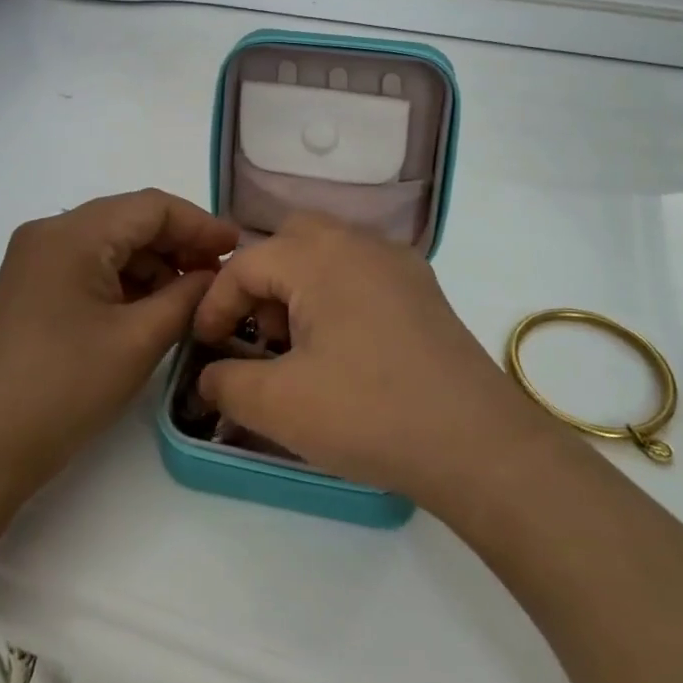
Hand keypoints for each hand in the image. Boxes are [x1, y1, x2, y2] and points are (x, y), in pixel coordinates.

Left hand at [0, 189, 239, 510]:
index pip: (151, 207)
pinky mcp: (30, 289)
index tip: (238, 247)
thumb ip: (186, 297)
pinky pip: (90, 267)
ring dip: (154, 264)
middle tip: (219, 274)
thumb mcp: (137, 341)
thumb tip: (214, 275)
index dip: (200, 223)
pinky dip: (126, 281)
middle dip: (178, 243)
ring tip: (191, 297)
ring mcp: (34, 261)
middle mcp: (49, 234)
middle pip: (129, 220)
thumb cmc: (62, 390)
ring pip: (110, 244)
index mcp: (72, 234)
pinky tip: (151, 308)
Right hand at [189, 215, 539, 509]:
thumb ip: (226, 382)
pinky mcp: (423, 289)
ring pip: (329, 252)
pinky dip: (337, 294)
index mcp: (319, 257)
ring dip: (300, 286)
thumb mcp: (278, 405)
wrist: (475, 441)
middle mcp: (359, 244)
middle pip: (290, 240)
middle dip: (261, 281)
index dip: (215, 302)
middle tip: (258, 333)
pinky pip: (363, 272)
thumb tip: (208, 375)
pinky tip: (344, 347)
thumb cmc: (368, 413)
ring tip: (298, 346)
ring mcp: (398, 263)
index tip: (206, 346)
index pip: (246, 262)